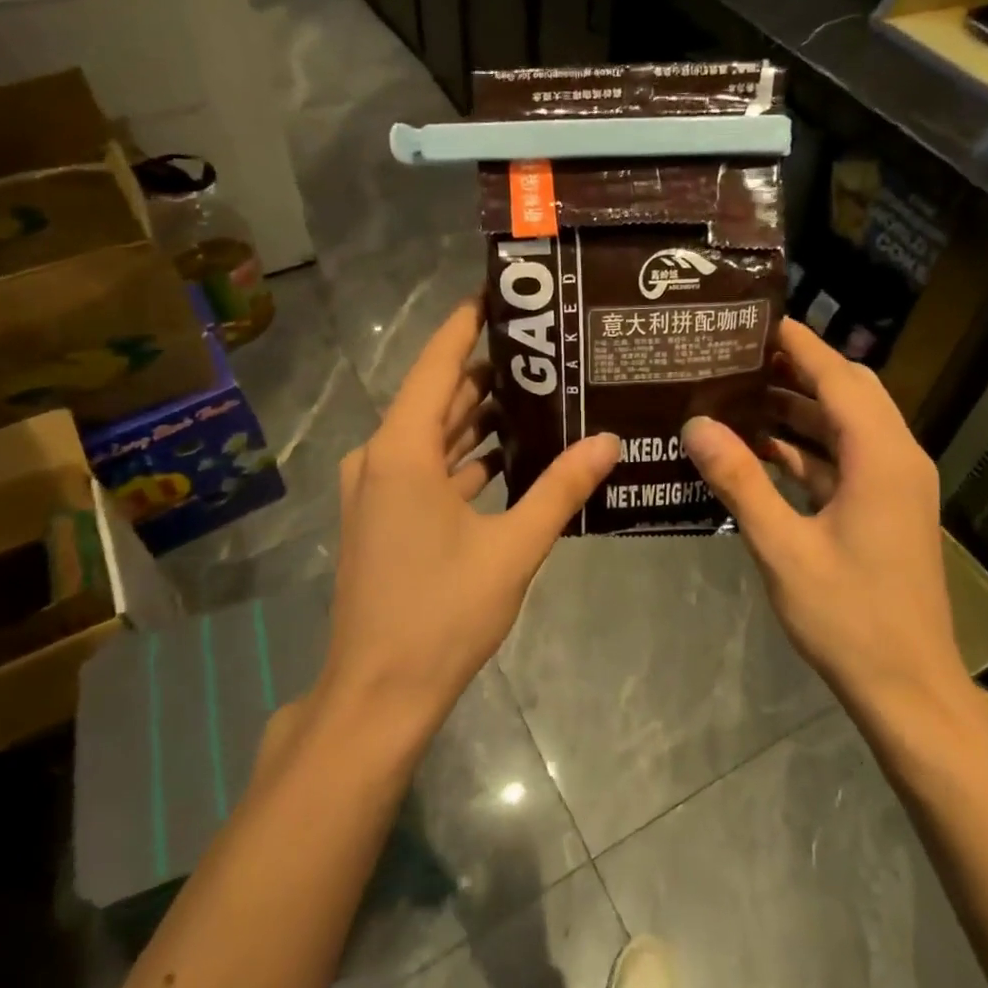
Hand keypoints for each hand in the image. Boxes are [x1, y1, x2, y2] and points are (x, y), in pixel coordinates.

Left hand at [318, 298, 619, 735]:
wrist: (377, 694)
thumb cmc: (441, 614)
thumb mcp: (512, 547)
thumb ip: (561, 489)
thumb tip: (610, 440)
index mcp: (401, 449)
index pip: (437, 362)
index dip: (467, 323)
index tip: (503, 294)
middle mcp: (381, 457)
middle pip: (439, 397)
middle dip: (489, 374)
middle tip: (548, 351)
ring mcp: (378, 490)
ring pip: (434, 436)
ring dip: (480, 418)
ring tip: (541, 394)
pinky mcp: (383, 518)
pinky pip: (428, 470)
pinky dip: (466, 458)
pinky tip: (512, 455)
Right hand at [681, 318, 970, 714]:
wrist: (908, 686)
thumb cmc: (848, 616)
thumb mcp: (782, 547)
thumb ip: (740, 481)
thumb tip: (696, 426)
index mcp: (881, 457)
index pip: (839, 377)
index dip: (800, 344)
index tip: (755, 319)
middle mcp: (897, 458)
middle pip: (849, 392)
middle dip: (798, 369)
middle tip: (740, 355)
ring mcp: (895, 485)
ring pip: (847, 426)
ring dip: (801, 409)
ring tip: (740, 393)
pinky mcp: (886, 509)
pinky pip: (846, 459)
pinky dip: (807, 447)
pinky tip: (761, 450)